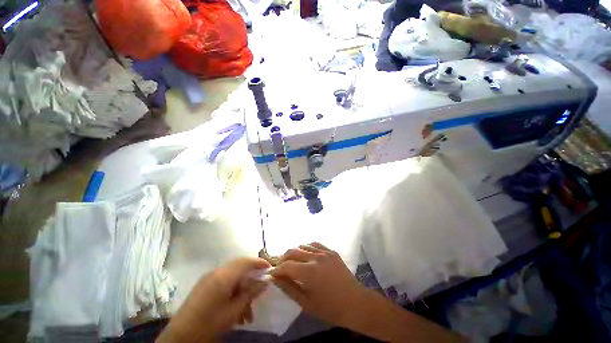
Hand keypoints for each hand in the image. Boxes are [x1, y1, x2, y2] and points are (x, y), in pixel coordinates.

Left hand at [157, 258, 270, 342]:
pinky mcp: (204, 284)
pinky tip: (235, 305)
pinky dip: (232, 288)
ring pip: (232, 275)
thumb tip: (265, 281)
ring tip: (247, 307)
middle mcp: (216, 272)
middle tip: (260, 284)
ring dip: (242, 286)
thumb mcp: (234, 310)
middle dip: (251, 274)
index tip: (269, 267)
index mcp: (224, 276)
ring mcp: (209, 277)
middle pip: (239, 265)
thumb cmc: (210, 323)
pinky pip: (224, 280)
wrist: (180, 336)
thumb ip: (251, 293)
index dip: (259, 262)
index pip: (246, 261)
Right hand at [269, 242, 367, 327]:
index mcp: (309, 272)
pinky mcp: (331, 251)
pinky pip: (315, 244)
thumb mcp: (306, 303)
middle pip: (293, 251)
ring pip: (303, 245)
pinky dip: (307, 247)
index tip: (272, 273)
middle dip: (283, 258)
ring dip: (294, 252)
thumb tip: (275, 278)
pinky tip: (306, 254)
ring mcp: (324, 252)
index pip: (286, 265)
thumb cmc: (330, 308)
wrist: (355, 303)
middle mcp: (315, 257)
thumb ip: (289, 288)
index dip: (277, 269)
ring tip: (291, 260)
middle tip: (279, 266)